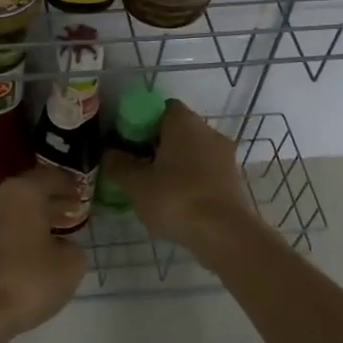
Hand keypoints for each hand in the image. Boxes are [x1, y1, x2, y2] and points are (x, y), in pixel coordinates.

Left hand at [0, 166, 85, 342]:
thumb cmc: (27, 281)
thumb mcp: (70, 266)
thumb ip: (73, 248)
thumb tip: (62, 246)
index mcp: (22, 193)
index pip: (50, 177)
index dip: (69, 184)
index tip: (82, 192)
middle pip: (29, 192)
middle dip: (51, 201)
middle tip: (71, 210)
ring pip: (12, 211)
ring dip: (32, 219)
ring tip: (53, 233)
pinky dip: (16, 234)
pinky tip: (30, 251)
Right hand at [100, 100, 257, 248]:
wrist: (226, 235)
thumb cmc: (177, 199)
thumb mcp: (136, 184)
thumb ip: (118, 165)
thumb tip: (110, 153)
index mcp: (184, 122)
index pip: (161, 108)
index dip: (141, 122)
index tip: (127, 143)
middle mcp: (208, 131)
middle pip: (177, 130)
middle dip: (156, 145)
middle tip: (136, 167)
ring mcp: (224, 156)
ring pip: (192, 152)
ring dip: (174, 165)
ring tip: (153, 188)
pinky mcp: (233, 180)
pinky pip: (204, 172)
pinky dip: (190, 181)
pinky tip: (176, 202)